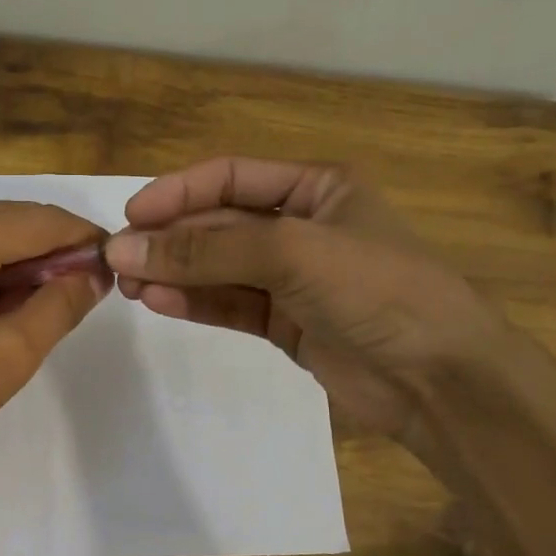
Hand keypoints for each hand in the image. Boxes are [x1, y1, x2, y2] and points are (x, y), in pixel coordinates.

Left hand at [0, 201, 110, 482]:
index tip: (115, 270)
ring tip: (43, 308)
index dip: (84, 241)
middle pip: (12, 218)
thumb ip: (57, 308)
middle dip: (53, 252)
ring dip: (21, 262)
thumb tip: (94, 274)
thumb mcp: (4, 361)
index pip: (40, 221)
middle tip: (82, 296)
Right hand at [103, 157, 499, 440]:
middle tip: (118, 262)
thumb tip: (124, 250)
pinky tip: (158, 302)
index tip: (130, 217)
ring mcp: (291, 279)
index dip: (178, 192)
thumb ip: (206, 252)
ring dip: (174, 274)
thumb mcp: (291, 254)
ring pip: (218, 268)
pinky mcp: (284, 323)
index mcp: (316, 188)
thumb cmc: (376, 290)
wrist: (438, 378)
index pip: (231, 177)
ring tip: (127, 287)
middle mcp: (300, 227)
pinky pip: (229, 304)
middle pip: (218, 224)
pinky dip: (194, 302)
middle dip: (170, 240)